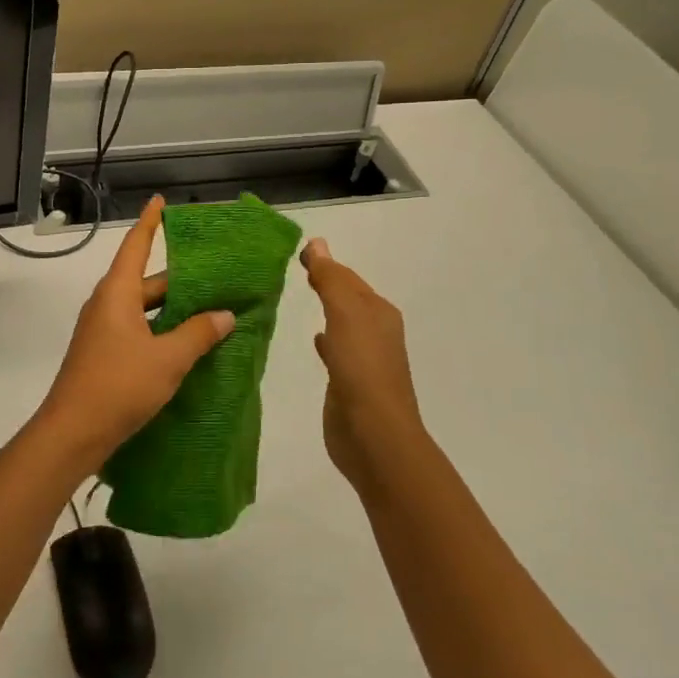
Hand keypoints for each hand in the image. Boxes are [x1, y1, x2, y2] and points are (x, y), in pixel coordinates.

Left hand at [35, 196, 235, 465]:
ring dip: (173, 309)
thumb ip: (198, 333)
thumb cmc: (119, 385)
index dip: (149, 223)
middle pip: (146, 281)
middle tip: (216, 275)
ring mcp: (102, 331)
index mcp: (117, 293)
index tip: (159, 201)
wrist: (72, 433)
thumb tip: (224, 315)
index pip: (135, 246)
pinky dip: (162, 331)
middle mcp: (107, 305)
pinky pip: (138, 330)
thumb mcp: (168, 358)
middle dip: (179, 278)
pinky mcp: (104, 355)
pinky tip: (187, 345)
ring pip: (144, 309)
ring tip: (211, 310)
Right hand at [301, 238, 428, 490]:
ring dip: (327, 310)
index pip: (350, 279)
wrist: (374, 434)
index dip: (327, 264)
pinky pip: (336, 351)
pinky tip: (316, 341)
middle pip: (349, 299)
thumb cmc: (362, 367)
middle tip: (300, 270)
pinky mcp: (350, 383)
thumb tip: (316, 242)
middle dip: (328, 285)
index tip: (299, 252)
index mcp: (379, 313)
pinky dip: (326, 340)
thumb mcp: (345, 314)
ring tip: (302, 298)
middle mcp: (376, 333)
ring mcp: (364, 360)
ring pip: (343, 324)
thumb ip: (330, 279)